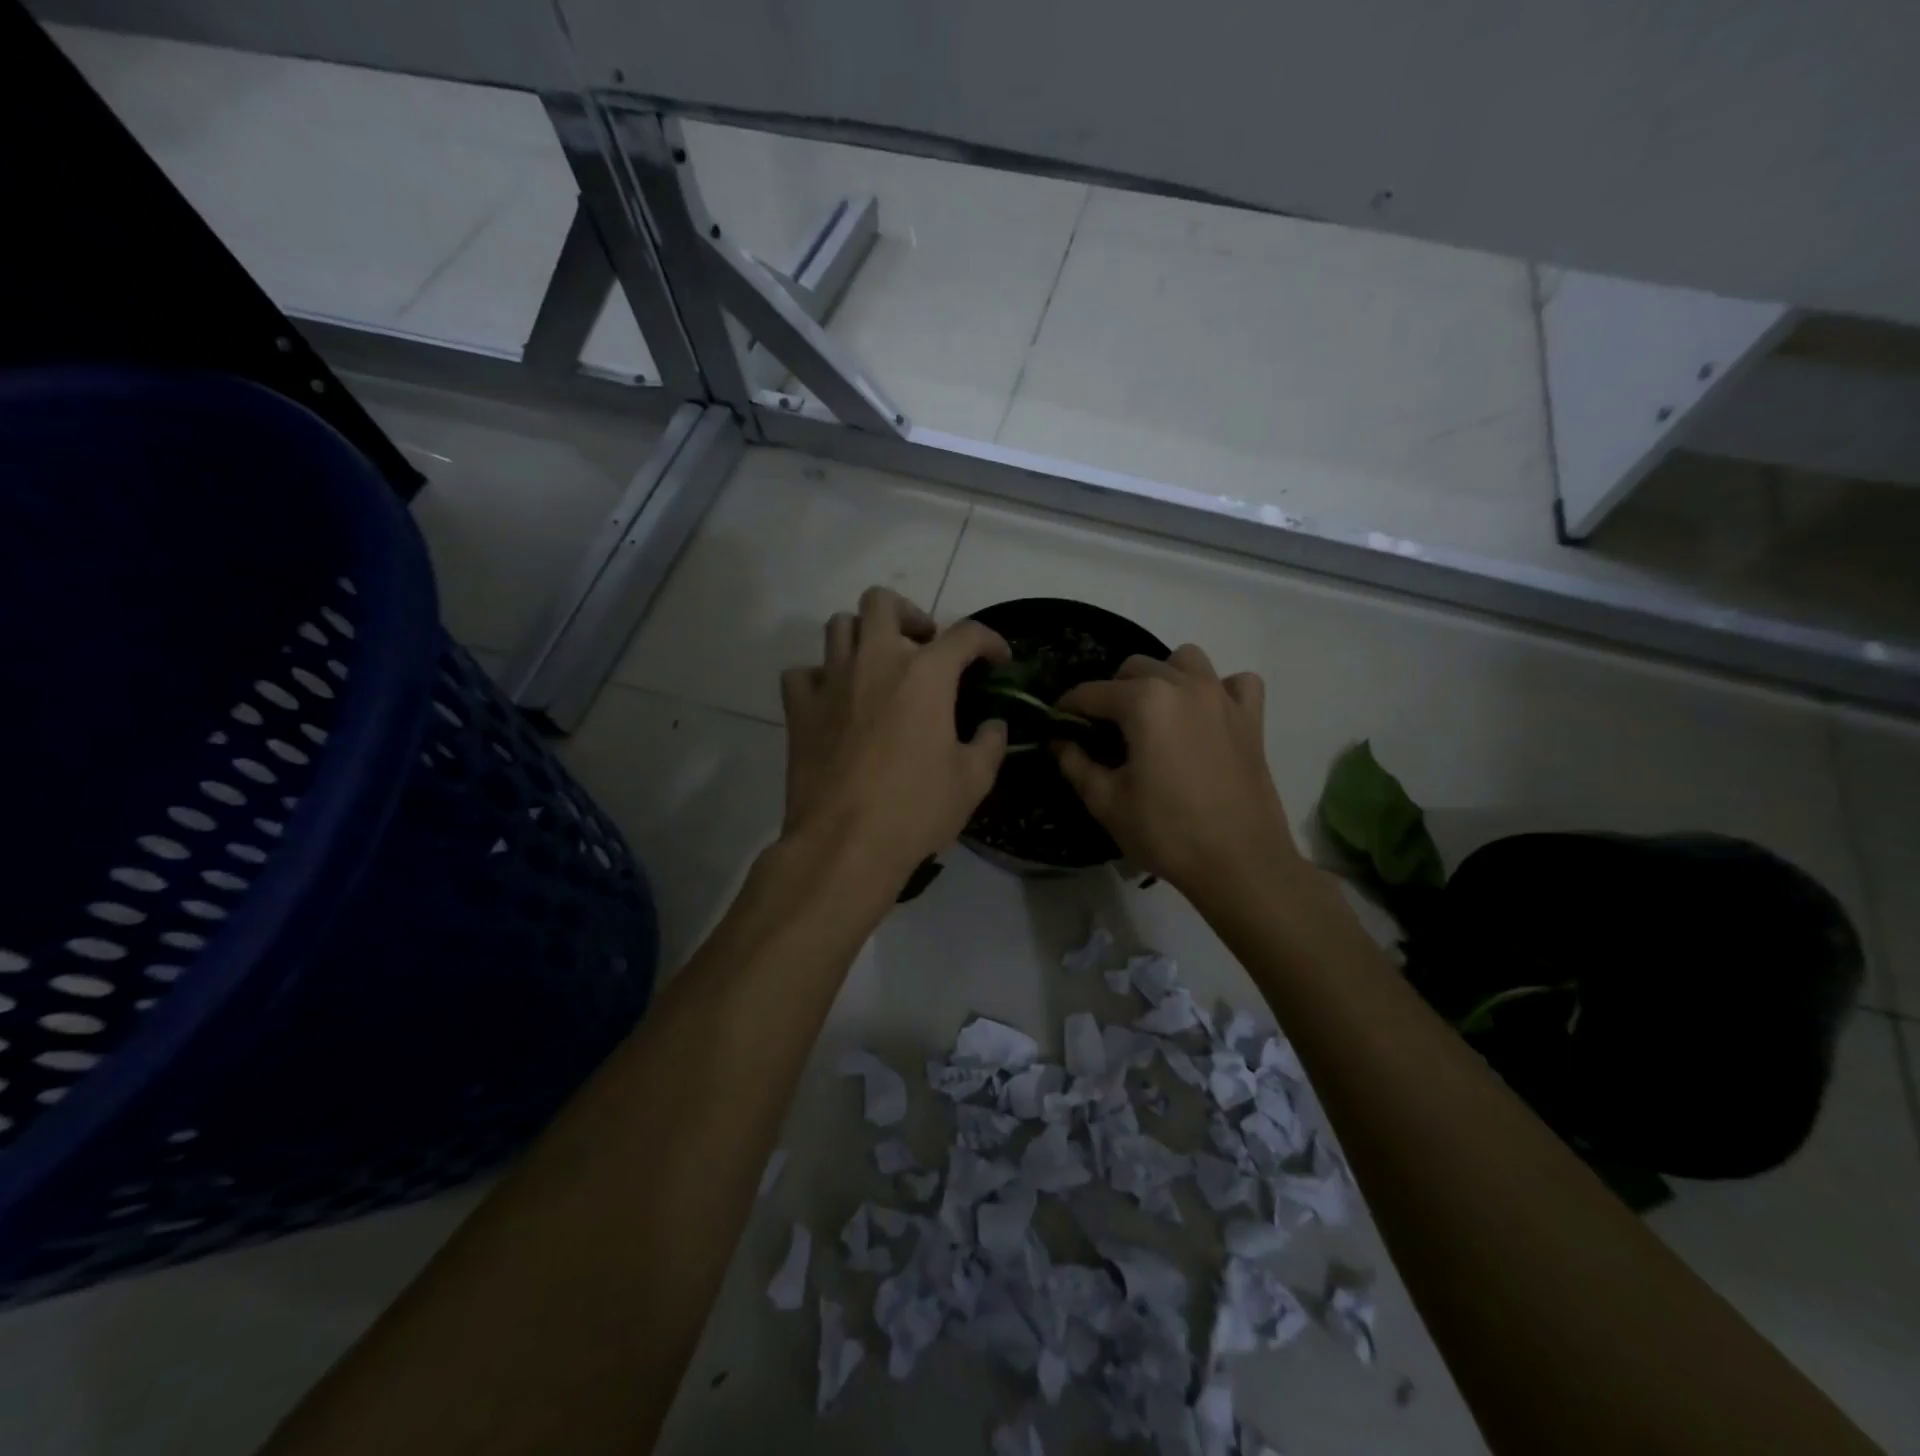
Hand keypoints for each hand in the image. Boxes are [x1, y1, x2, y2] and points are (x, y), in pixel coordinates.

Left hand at [780, 587, 1009, 881]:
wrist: (845, 843)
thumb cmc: (916, 809)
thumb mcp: (973, 780)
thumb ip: (990, 743)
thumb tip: (994, 726)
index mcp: (925, 674)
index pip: (966, 634)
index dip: (990, 641)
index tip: (997, 660)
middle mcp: (875, 662)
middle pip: (882, 602)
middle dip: (909, 615)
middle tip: (923, 646)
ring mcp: (831, 681)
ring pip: (838, 626)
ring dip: (862, 636)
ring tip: (878, 665)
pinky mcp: (799, 708)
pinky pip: (803, 673)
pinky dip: (820, 678)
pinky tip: (834, 700)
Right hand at [1054, 645, 1299, 895]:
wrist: (1240, 864)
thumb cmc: (1167, 833)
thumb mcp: (1106, 802)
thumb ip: (1075, 764)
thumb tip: (1058, 742)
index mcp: (1145, 702)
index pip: (1092, 692)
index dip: (1067, 707)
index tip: (1056, 723)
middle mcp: (1184, 685)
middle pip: (1136, 667)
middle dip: (1112, 691)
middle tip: (1103, 728)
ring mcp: (1223, 697)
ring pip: (1185, 661)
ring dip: (1163, 677)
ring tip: (1154, 713)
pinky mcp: (1252, 718)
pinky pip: (1235, 683)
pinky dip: (1219, 689)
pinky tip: (1207, 715)